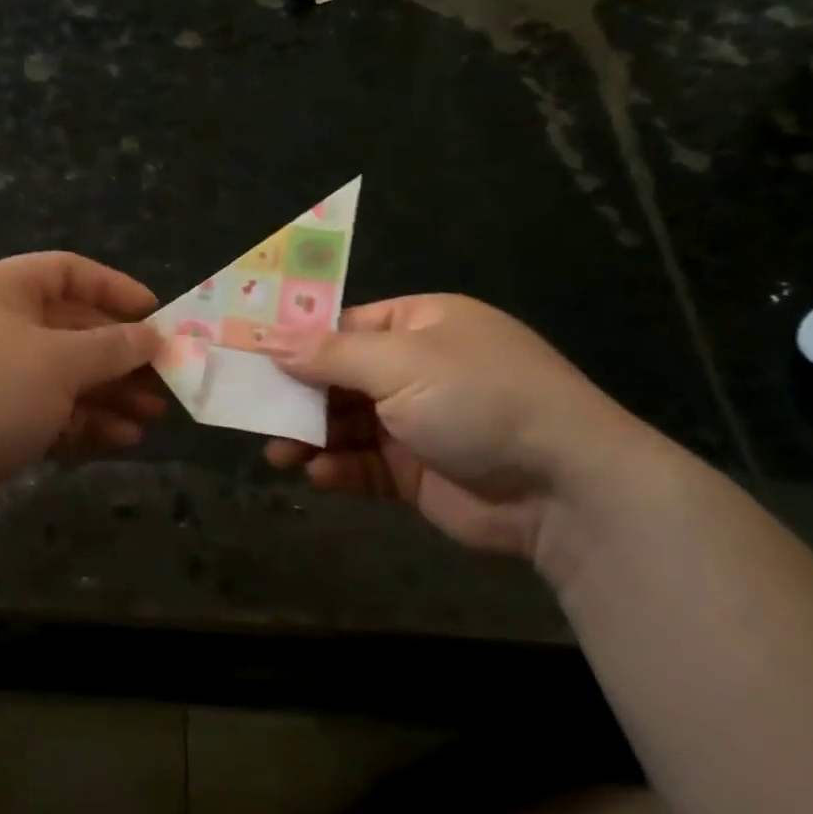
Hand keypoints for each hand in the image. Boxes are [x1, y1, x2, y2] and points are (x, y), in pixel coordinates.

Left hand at [0, 252, 163, 531]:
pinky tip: (123, 439)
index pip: (67, 272)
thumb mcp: (59, 361)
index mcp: (1, 289)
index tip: (155, 315)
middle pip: (71, 329)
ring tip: (153, 415)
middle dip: (120, 355)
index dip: (114, 289)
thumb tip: (152, 335)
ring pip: (63, 377)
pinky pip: (47, 414)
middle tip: (164, 377)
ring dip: (109, 394)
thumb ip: (112, 347)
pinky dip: (83, 424)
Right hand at [260, 295, 656, 564]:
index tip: (249, 355)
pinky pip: (366, 464)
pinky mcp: (418, 472)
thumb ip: (329, 354)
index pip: (345, 326)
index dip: (296, 341)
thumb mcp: (401, 363)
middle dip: (297, 395)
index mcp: (421, 325)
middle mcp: (418, 368)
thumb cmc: (479, 399)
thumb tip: (269, 340)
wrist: (564, 488)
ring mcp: (419, 422)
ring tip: (277, 453)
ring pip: (347, 424)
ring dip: (311, 436)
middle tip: (251, 411)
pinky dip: (339, 468)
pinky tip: (317, 476)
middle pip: (339, 377)